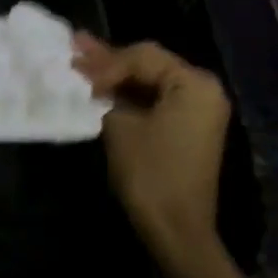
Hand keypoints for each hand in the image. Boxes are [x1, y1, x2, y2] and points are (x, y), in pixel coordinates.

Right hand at [74, 37, 231, 268]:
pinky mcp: (188, 125)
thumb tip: (87, 73)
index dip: (105, 63)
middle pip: (148, 62)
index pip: (141, 57)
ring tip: (81, 58)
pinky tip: (100, 82)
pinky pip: (156, 98)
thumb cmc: (150, 172)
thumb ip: (106, 92)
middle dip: (108, 60)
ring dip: (116, 73)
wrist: (176, 229)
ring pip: (149, 79)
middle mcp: (203, 88)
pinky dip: (129, 92)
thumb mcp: (120, 124)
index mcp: (194, 83)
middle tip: (73, 48)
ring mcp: (198, 108)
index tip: (75, 73)